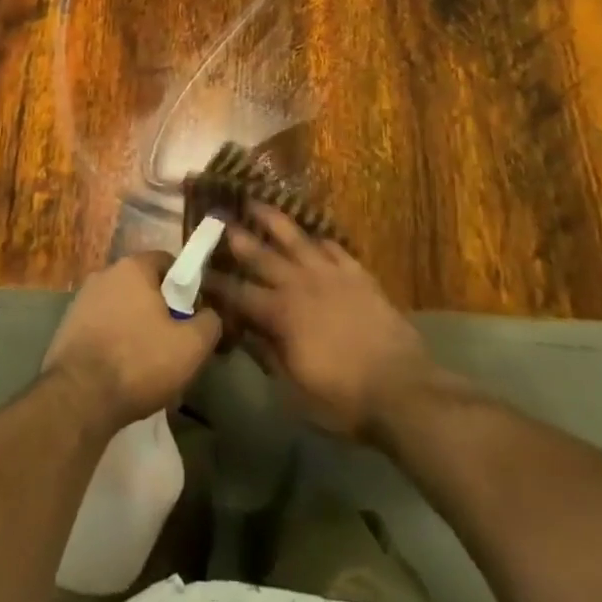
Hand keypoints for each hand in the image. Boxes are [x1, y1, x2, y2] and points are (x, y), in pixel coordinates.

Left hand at [42, 252, 221, 432]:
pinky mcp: (66, 327)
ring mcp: (81, 300)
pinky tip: (122, 372)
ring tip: (148, 363)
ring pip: (122, 308)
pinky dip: (114, 342)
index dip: (185, 286)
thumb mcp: (191, 346)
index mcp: (133, 267)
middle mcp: (104, 274)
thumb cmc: (139, 362)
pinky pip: (102, 327)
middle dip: (160, 309)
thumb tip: (210, 314)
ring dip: (136, 327)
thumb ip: (210, 322)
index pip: (167, 262)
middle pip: (143, 286)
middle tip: (174, 342)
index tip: (192, 314)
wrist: (77, 399)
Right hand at [204, 205, 434, 441]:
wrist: (403, 389)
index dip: (216, 282)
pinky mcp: (358, 275)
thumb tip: (241, 331)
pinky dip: (319, 239)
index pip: (239, 293)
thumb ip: (266, 355)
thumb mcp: (293, 390)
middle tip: (219, 218)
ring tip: (256, 202)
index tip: (198, 269)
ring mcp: (331, 275)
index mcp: (280, 314)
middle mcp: (300, 284)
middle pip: (262, 255)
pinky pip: (334, 248)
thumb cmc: (342, 399)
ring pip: (296, 238)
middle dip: (238, 238)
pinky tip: (312, 235)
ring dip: (273, 220)